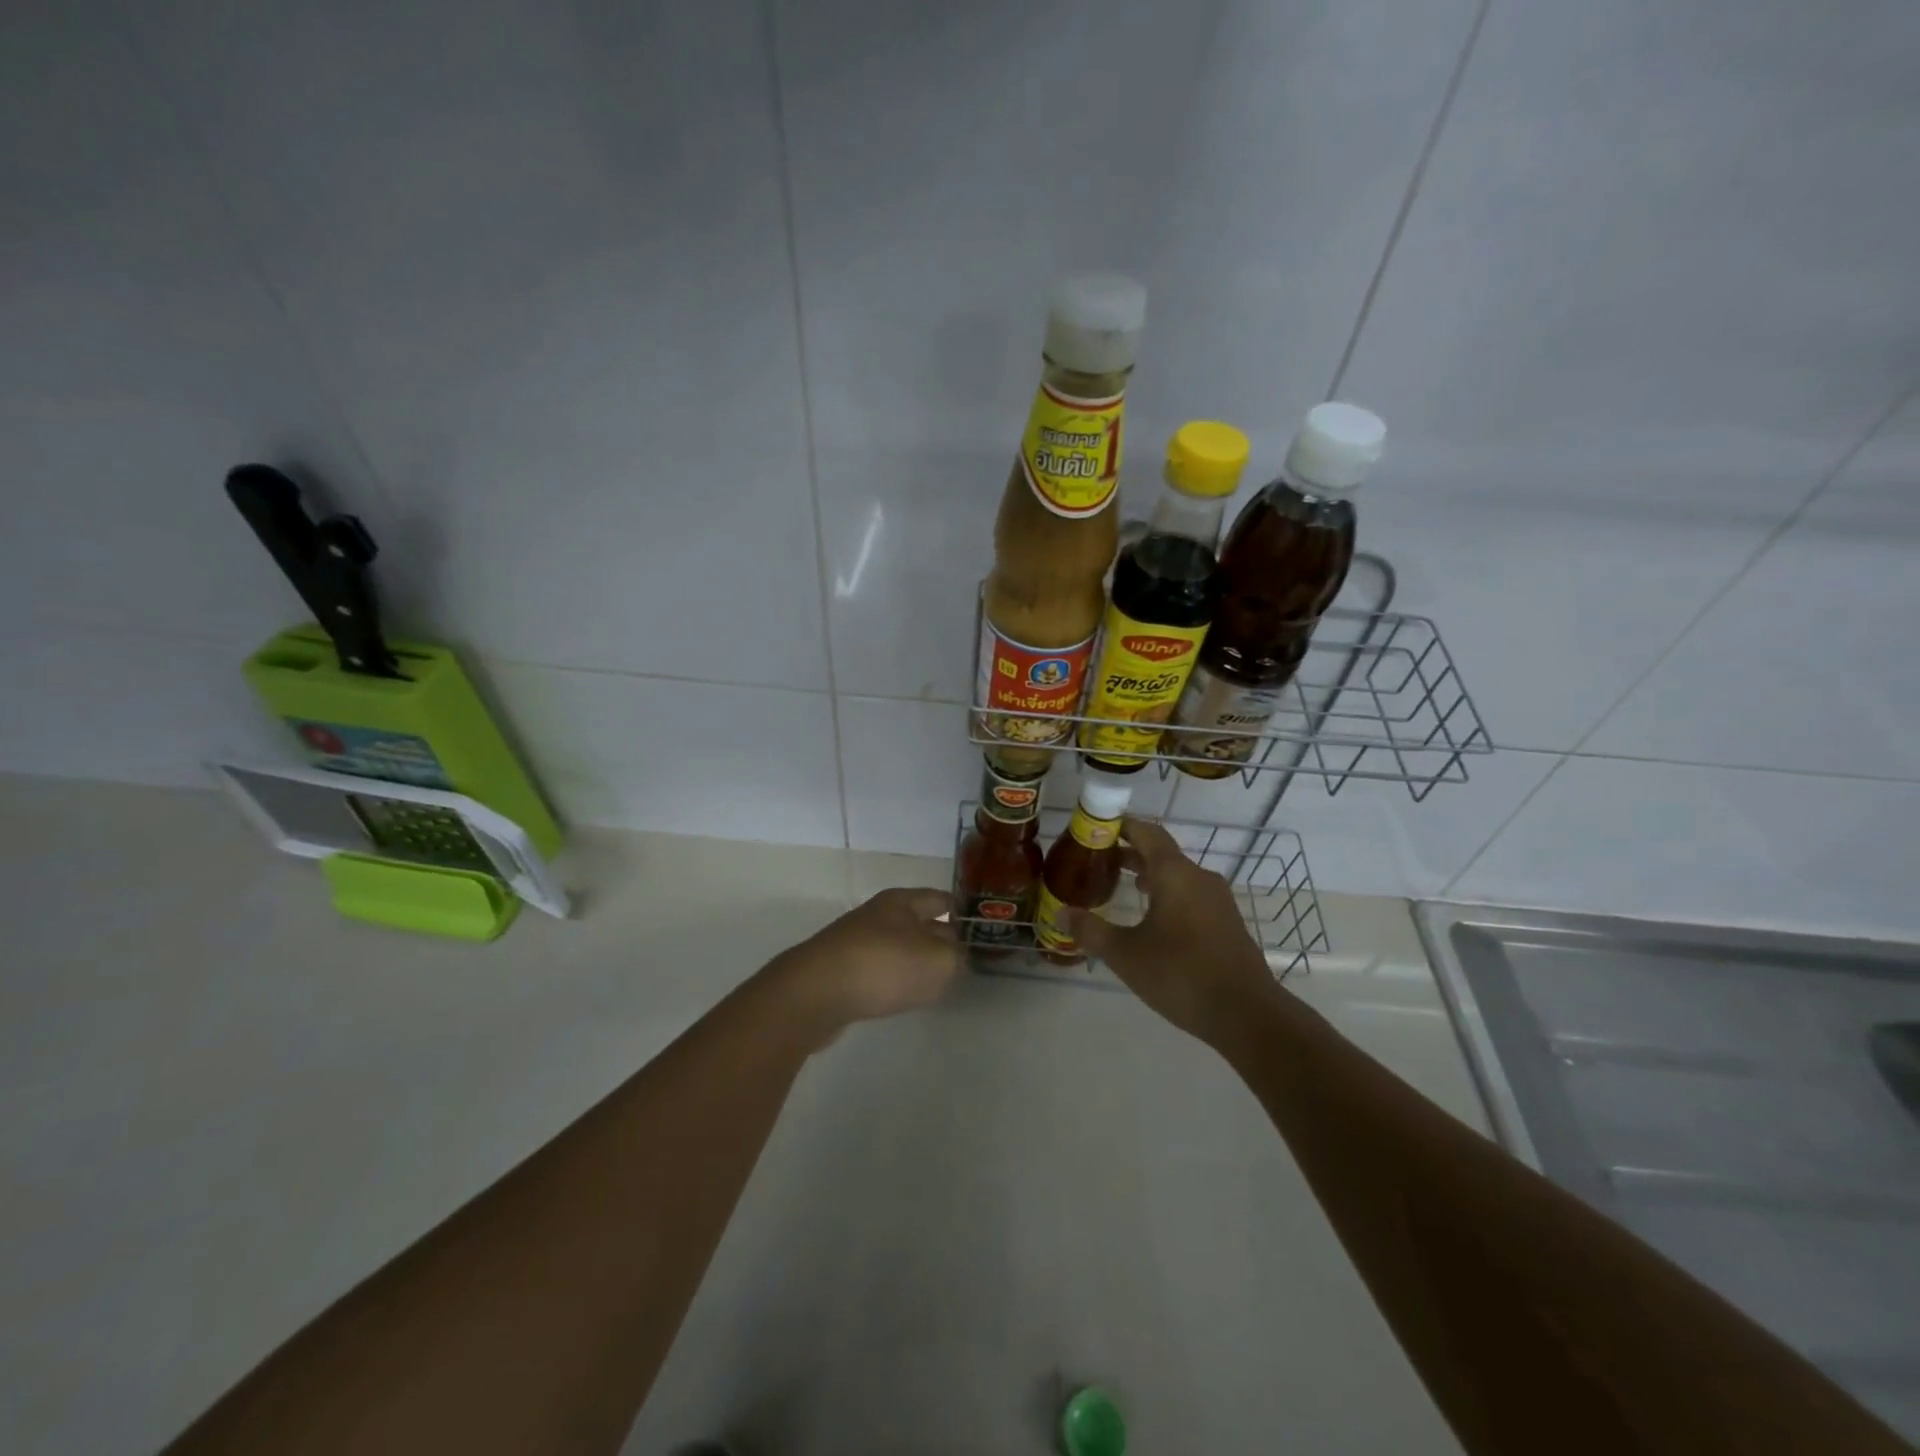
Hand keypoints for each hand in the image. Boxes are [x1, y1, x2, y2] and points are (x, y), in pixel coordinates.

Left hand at [763, 888, 961, 1039]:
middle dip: (940, 938)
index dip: (963, 912)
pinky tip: (900, 996)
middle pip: (918, 922)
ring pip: (898, 947)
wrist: (813, 994)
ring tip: (936, 981)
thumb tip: (955, 956)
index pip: (941, 899)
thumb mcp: (937, 962)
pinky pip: (878, 970)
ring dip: (916, 961)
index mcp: (902, 902)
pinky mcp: (840, 971)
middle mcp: (878, 915)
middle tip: (963, 960)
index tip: (981, 929)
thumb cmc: (883, 967)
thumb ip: (956, 958)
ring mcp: (856, 942)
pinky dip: (893, 980)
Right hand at [1064, 818, 1277, 1045]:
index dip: (1121, 827)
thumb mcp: (1125, 955)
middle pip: (1162, 853)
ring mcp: (1218, 900)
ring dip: (1152, 875)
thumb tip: (1061, 913)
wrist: (1247, 1013)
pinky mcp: (1227, 923)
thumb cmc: (1180, 974)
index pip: (1147, 833)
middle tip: (1101, 861)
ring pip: (1179, 876)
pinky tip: (1155, 921)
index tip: (1096, 830)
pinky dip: (1169, 895)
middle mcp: (1199, 878)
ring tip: (1126, 886)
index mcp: (1175, 874)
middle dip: (1132, 853)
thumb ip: (1091, 931)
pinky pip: (1192, 895)